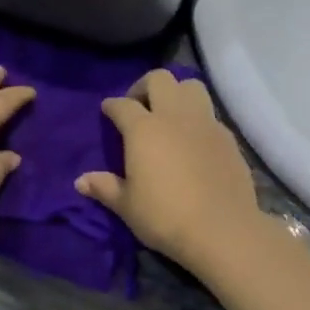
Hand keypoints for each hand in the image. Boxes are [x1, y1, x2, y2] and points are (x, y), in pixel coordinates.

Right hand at [75, 68, 263, 277]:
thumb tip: (80, 181)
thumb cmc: (165, 216)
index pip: (122, 105)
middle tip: (138, 106)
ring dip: (177, 93)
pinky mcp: (228, 138)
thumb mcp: (127, 206)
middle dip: (144, 86)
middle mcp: (175, 116)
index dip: (111, 106)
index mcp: (144, 129)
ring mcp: (205, 123)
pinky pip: (210, 114)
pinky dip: (198, 119)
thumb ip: (104, 188)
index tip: (107, 111)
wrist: (222, 230)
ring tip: (169, 115)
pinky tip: (194, 141)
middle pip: (160, 79)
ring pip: (191, 86)